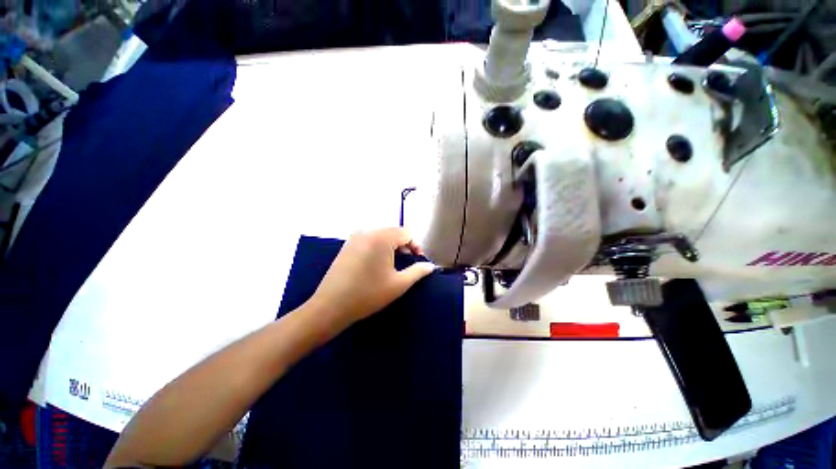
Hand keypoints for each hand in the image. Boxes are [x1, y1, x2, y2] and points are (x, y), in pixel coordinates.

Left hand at [306, 228, 435, 328]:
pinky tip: (377, 262)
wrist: (331, 306)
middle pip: (394, 231)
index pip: (407, 233)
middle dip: (404, 245)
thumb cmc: (368, 294)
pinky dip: (379, 246)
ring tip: (394, 262)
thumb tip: (430, 266)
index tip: (418, 260)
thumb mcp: (398, 284)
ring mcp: (355, 237)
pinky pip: (369, 239)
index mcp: (382, 237)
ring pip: (381, 234)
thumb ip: (418, 271)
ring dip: (392, 245)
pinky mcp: (347, 244)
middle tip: (408, 262)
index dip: (416, 245)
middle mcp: (368, 231)